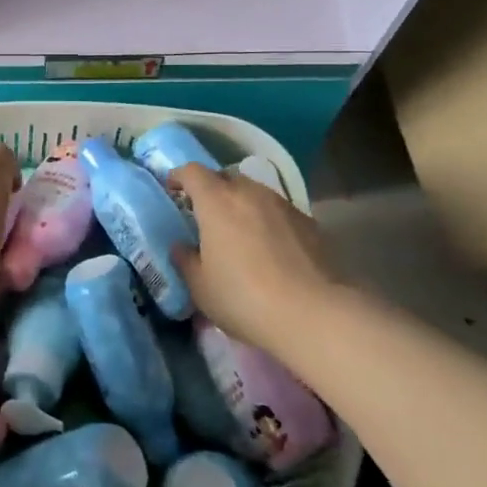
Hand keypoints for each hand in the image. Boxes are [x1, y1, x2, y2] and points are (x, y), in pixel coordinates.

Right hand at [170, 163, 341, 347]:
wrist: (313, 314)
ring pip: (255, 193)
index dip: (179, 177)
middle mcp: (250, 193)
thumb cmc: (244, 297)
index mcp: (217, 202)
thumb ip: (186, 261)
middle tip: (206, 215)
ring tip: (240, 233)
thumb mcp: (201, 287)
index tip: (172, 189)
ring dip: (243, 205)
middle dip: (213, 190)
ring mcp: (283, 205)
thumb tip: (181, 247)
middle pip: (226, 178)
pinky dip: (268, 222)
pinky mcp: (310, 223)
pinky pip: (279, 212)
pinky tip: (271, 250)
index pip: (192, 172)